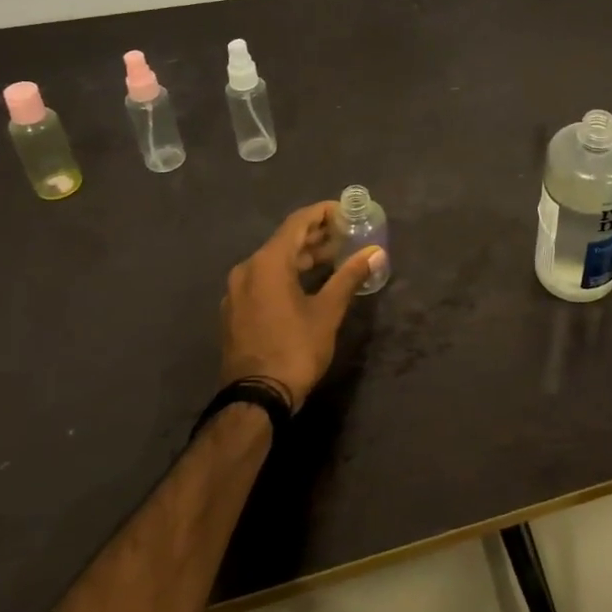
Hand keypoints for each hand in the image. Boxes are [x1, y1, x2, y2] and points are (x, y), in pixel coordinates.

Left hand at [219, 201, 382, 411]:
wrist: (255, 399)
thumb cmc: (295, 349)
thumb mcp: (328, 311)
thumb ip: (350, 276)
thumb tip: (375, 252)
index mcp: (267, 263)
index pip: (298, 223)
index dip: (323, 213)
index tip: (346, 212)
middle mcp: (246, 269)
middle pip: (285, 241)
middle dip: (316, 236)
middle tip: (346, 234)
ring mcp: (237, 292)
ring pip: (273, 262)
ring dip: (303, 257)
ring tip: (334, 258)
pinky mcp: (236, 312)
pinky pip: (264, 280)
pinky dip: (287, 275)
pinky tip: (308, 284)